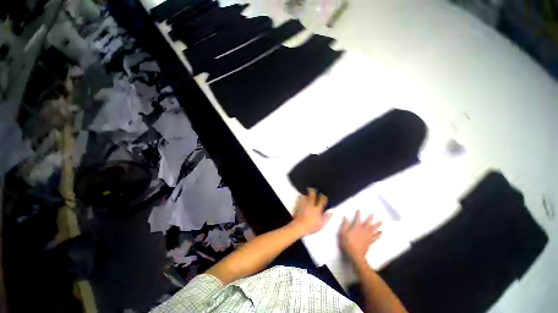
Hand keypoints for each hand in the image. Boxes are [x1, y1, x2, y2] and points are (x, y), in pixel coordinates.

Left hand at [291, 188, 331, 235]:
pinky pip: (299, 198)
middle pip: (312, 194)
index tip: (323, 196)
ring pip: (306, 195)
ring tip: (307, 192)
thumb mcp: (321, 224)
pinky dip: (300, 197)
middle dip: (313, 191)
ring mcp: (304, 203)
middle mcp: (311, 204)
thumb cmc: (311, 226)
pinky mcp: (298, 204)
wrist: (300, 226)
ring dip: (307, 194)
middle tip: (313, 190)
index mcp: (317, 208)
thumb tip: (330, 212)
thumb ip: (326, 217)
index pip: (321, 199)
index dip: (323, 197)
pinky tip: (300, 197)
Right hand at [339, 210, 382, 264]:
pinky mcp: (370, 242)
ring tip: (381, 222)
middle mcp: (363, 230)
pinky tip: (381, 232)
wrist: (356, 255)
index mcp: (356, 227)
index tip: (359, 210)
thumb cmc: (348, 244)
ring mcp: (367, 236)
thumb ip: (344, 225)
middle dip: (370, 218)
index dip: (358, 214)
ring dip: (377, 225)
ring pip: (373, 229)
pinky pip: (376, 237)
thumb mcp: (343, 233)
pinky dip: (379, 234)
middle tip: (373, 214)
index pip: (357, 219)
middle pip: (368, 223)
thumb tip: (345, 217)